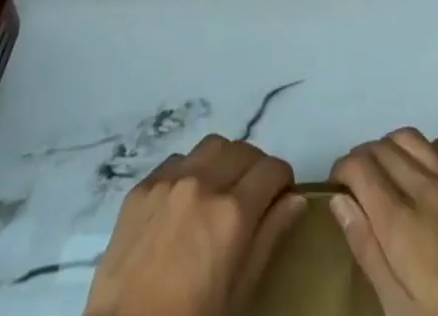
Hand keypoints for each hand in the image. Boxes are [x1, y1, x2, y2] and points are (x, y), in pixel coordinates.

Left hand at [84, 134, 305, 315]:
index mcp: (232, 212)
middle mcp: (203, 182)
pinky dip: (190, 170)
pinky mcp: (142, 184)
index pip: (272, 169)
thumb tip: (295, 199)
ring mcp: (169, 179)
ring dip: (223, 161)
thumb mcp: (240, 293)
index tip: (281, 195)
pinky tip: (185, 200)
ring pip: (211, 145)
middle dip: (255, 168)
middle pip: (243, 150)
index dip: (282, 180)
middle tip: (253, 196)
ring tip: (220, 191)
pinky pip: (176, 160)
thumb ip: (269, 239)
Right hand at [329, 130, 437, 315]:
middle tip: (359, 189)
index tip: (338, 191)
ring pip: (410, 137)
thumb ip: (368, 252)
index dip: (341, 172)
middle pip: (381, 148)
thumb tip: (340, 202)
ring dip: (392, 149)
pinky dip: (430, 150)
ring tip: (390, 177)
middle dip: (362, 160)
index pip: (358, 166)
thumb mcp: (401, 312)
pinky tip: (430, 174)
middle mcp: (425, 187)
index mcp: (400, 221)